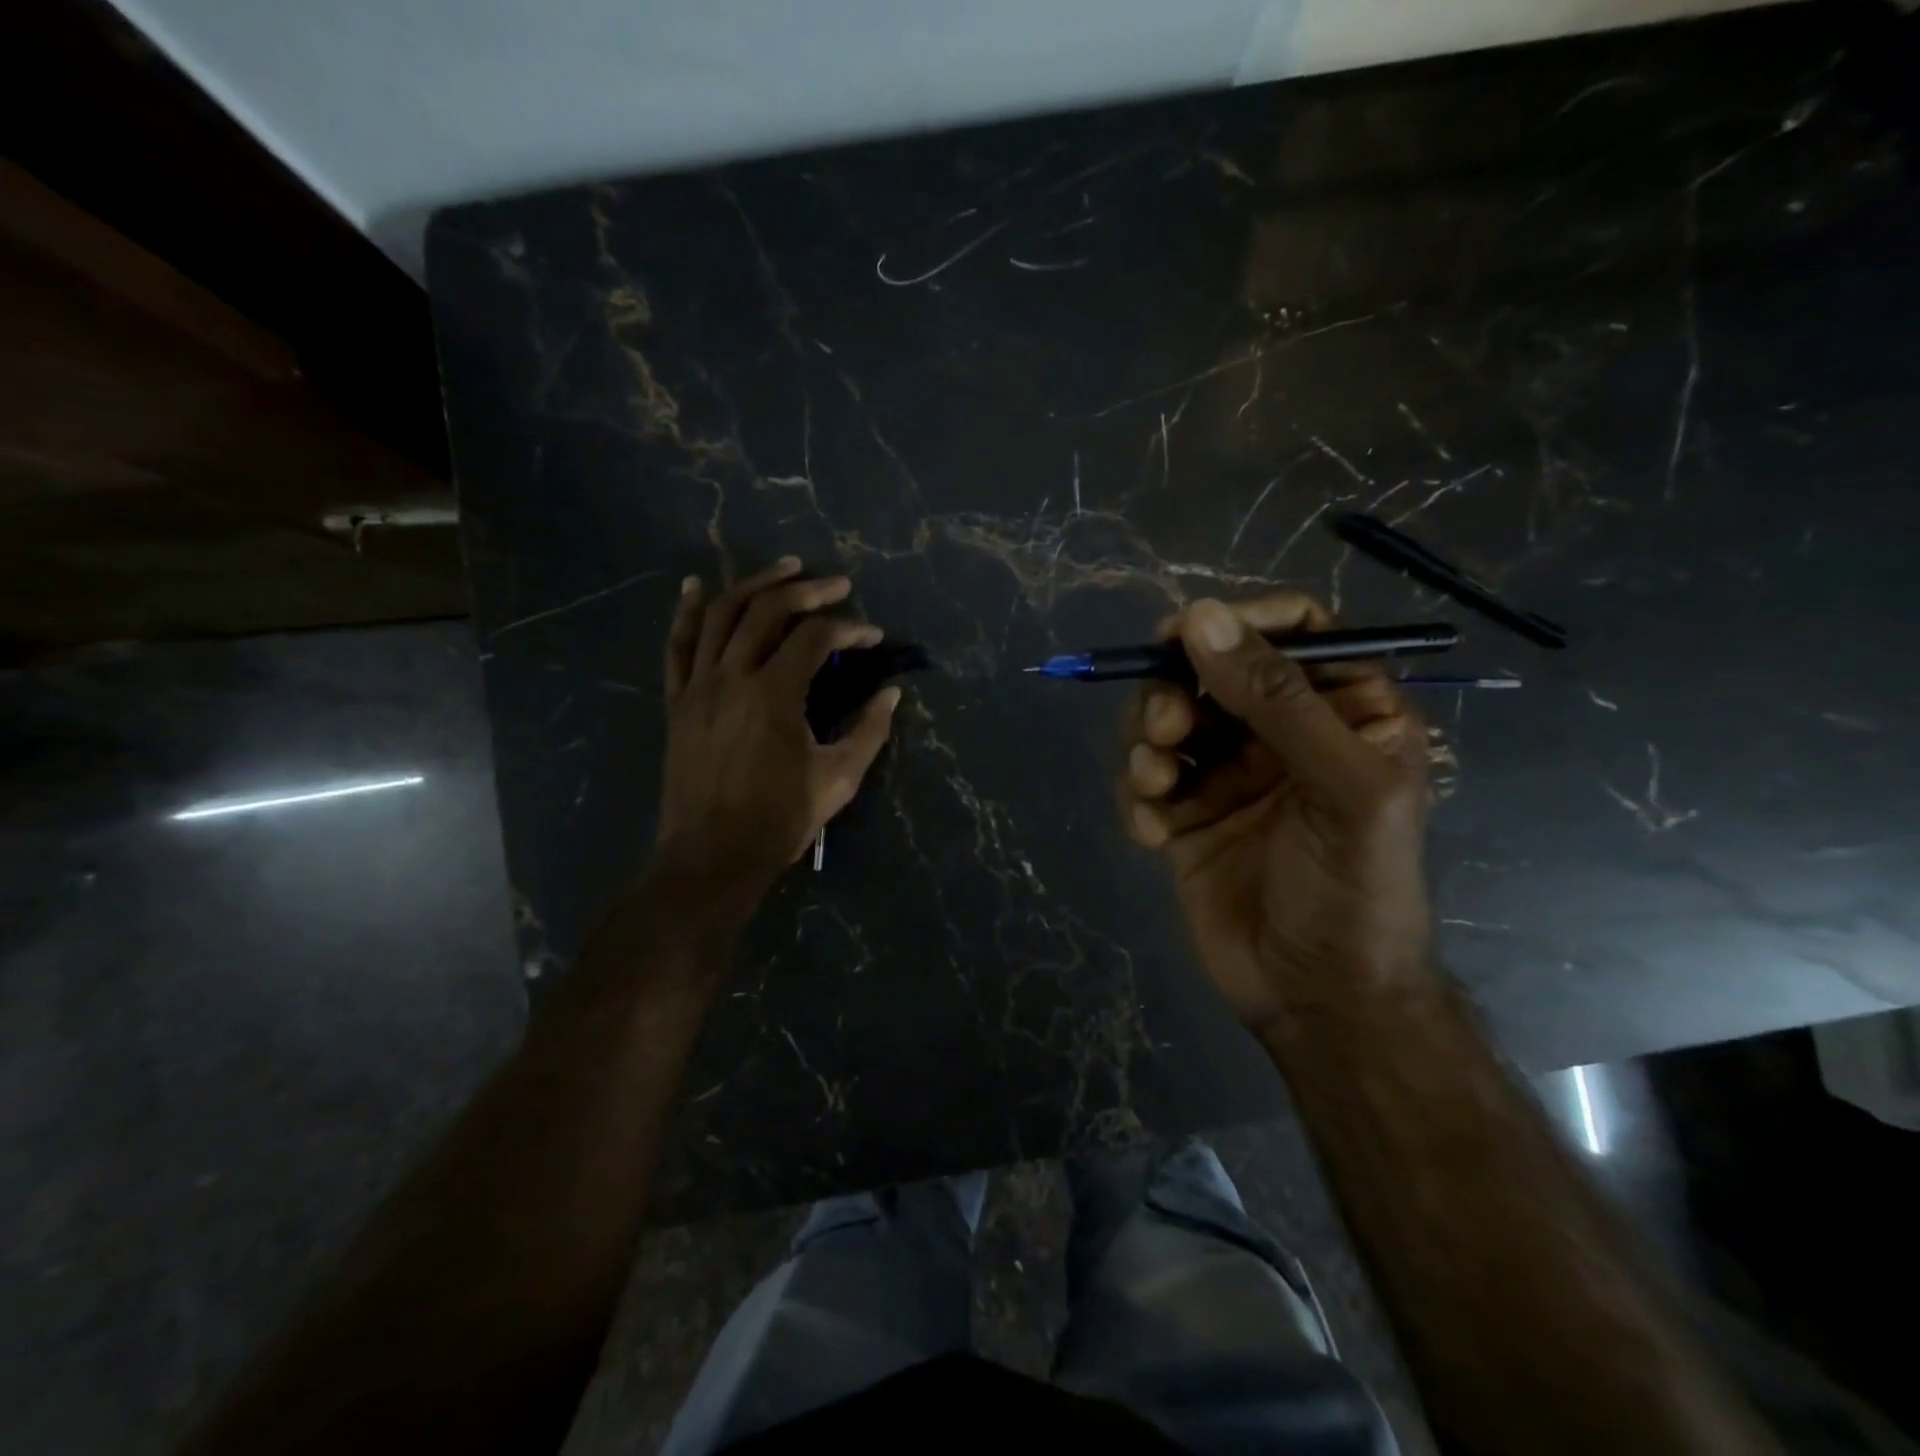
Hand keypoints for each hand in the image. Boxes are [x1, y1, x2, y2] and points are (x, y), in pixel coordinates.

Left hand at [654, 557, 900, 907]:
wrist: (711, 857)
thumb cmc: (779, 821)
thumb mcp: (838, 779)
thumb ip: (869, 731)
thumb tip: (891, 694)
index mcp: (773, 696)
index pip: (815, 638)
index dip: (849, 628)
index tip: (873, 636)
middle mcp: (731, 678)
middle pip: (767, 611)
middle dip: (807, 591)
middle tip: (838, 584)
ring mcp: (697, 686)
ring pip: (720, 614)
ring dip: (754, 584)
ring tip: (786, 569)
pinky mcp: (677, 701)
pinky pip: (676, 645)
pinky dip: (687, 611)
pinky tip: (696, 585)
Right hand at [1117, 594, 1433, 1032]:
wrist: (1318, 999)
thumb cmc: (1357, 888)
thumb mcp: (1343, 787)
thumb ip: (1277, 699)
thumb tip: (1201, 618)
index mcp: (1342, 710)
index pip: (1292, 630)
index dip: (1237, 623)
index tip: (1183, 636)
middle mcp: (1282, 731)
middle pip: (1210, 671)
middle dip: (1175, 690)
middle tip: (1165, 726)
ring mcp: (1229, 773)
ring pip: (1167, 719)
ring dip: (1147, 742)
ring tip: (1155, 785)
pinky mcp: (1186, 814)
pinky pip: (1145, 779)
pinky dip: (1139, 797)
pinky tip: (1153, 835)